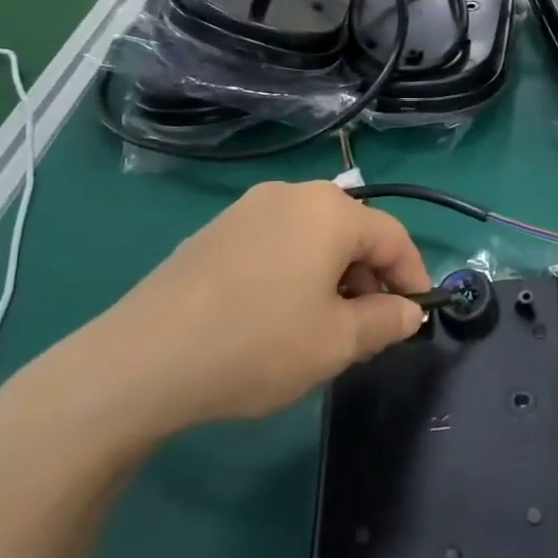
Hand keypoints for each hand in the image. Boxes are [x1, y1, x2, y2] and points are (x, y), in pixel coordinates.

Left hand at [91, 181, 431, 430]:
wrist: (140, 362)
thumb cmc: (257, 344)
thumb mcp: (337, 342)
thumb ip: (386, 321)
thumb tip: (408, 311)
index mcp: (329, 210)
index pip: (393, 236)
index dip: (414, 276)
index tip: (418, 315)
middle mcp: (291, 195)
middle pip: (352, 233)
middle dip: (370, 279)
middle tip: (368, 329)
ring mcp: (246, 209)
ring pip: (312, 239)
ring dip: (333, 277)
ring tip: (323, 328)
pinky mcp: (214, 232)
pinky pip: (276, 245)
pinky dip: (295, 273)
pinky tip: (276, 317)